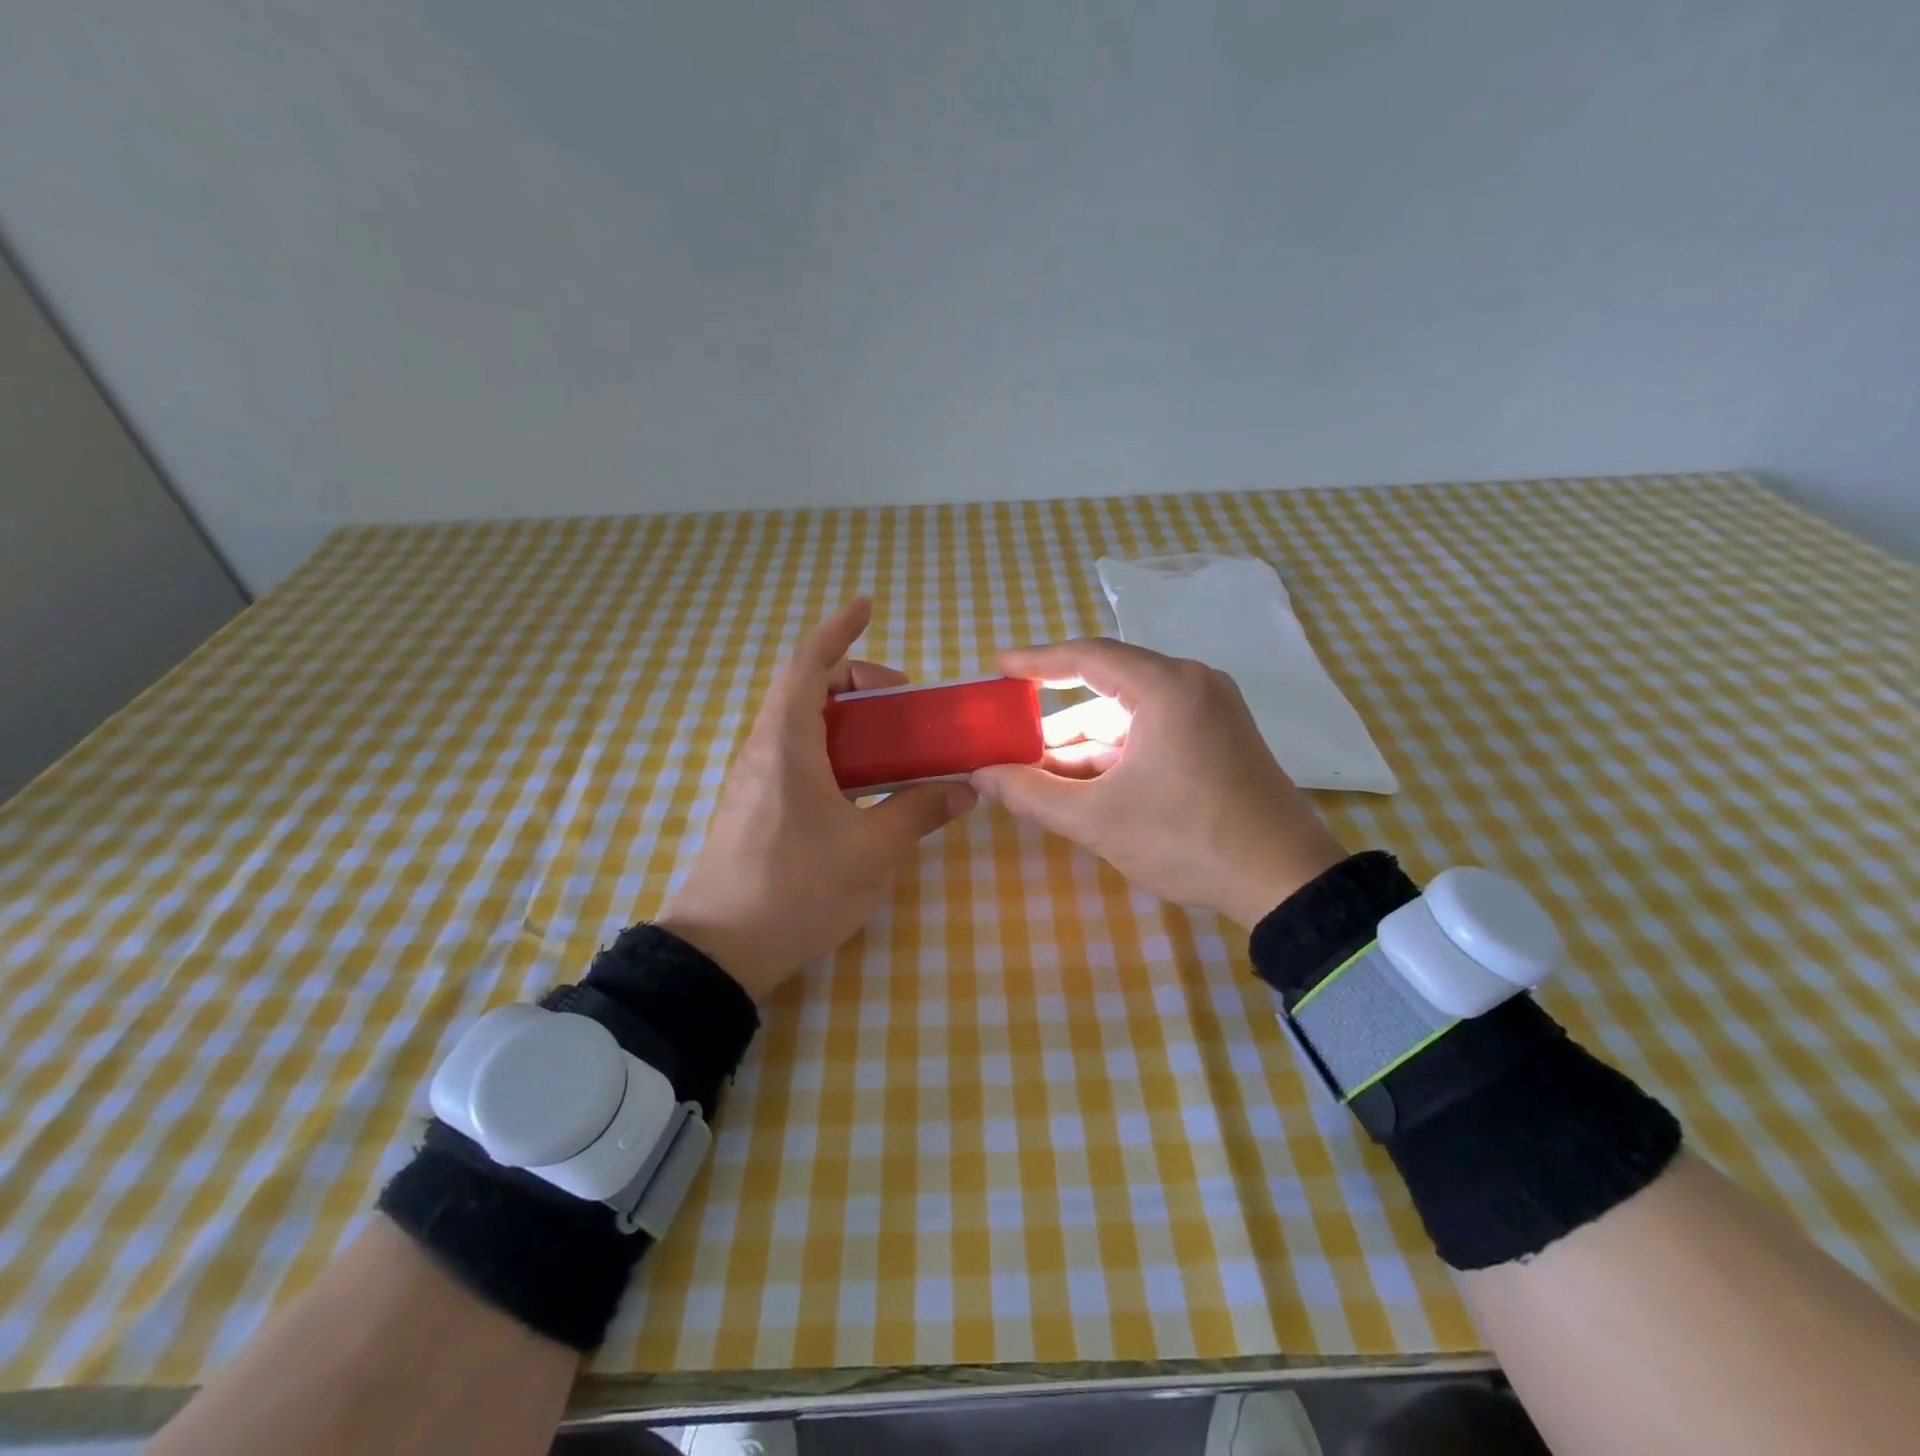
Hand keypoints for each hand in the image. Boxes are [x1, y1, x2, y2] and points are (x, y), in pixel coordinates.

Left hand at [656, 599, 976, 999]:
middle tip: (904, 702)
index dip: (837, 630)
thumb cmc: (796, 890)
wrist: (719, 953)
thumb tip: (965, 791)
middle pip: (806, 690)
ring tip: (893, 743)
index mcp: (787, 744)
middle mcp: (764, 751)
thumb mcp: (871, 851)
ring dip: (846, 719)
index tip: (865, 607)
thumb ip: (918, 812)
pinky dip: (833, 751)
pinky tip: (862, 786)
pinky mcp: (755, 809)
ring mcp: (755, 781)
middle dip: (856, 680)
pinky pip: (797, 758)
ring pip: (801, 726)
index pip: (807, 665)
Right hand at [971, 638, 1347, 926]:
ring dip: (1085, 743)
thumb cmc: (1187, 840)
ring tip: (1039, 774)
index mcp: (1166, 687)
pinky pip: (1154, 731)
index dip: (1036, 660)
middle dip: (1057, 719)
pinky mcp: (1221, 738)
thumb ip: (1032, 794)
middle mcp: (1193, 684)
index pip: (1087, 656)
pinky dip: (1117, 753)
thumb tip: (981, 776)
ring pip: (1130, 715)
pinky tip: (1084, 782)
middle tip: (1012, 740)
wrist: (1287, 881)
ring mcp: (1212, 711)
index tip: (999, 666)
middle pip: (1108, 688)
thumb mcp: (1098, 819)